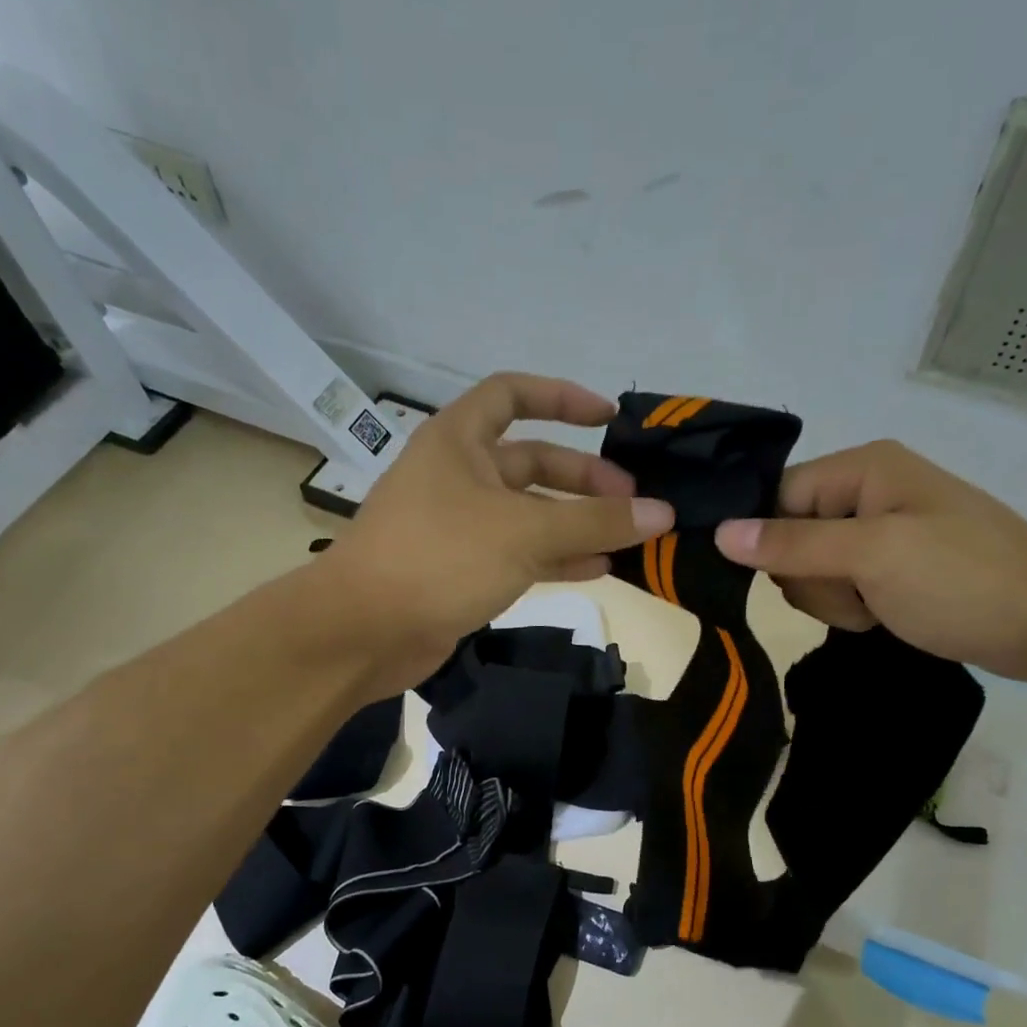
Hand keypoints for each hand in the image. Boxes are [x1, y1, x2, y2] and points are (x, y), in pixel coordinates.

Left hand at [323, 373, 673, 691]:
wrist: (364, 631)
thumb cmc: (439, 557)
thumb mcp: (524, 532)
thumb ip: (594, 521)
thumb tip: (662, 513)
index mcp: (459, 440)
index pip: (512, 394)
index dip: (562, 398)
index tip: (609, 419)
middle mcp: (458, 475)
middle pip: (531, 461)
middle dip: (583, 478)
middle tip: (633, 501)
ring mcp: (458, 526)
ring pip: (529, 513)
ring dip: (576, 523)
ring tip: (628, 538)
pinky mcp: (461, 570)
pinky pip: (518, 553)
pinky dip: (557, 558)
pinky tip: (599, 568)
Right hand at [713, 440, 1026, 681]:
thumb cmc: (965, 580)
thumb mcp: (872, 557)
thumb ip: (792, 544)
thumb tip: (719, 533)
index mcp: (863, 468)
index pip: (776, 498)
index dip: (773, 540)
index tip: (801, 574)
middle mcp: (866, 491)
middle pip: (789, 537)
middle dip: (813, 576)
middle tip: (861, 589)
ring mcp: (880, 533)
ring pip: (810, 570)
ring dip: (835, 599)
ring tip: (881, 605)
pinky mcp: (891, 568)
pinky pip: (839, 587)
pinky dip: (854, 608)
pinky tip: (886, 615)